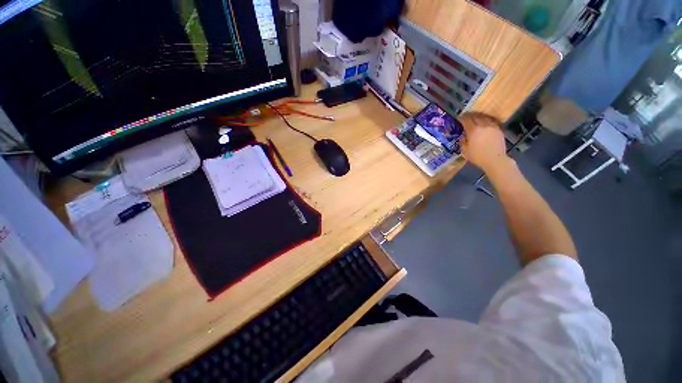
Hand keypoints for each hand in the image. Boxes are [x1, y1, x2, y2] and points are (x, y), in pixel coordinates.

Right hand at [460, 112, 509, 173]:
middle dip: (470, 116)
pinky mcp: (498, 129)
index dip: (462, 118)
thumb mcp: (465, 150)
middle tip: (466, 117)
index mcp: (473, 130)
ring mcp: (492, 126)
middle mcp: (483, 125)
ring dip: (479, 117)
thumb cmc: (477, 156)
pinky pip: (491, 121)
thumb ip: (463, 141)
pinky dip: (486, 121)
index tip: (459, 118)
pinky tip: (484, 123)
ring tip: (475, 118)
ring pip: (485, 117)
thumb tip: (463, 135)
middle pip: (476, 116)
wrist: (494, 159)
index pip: (466, 120)